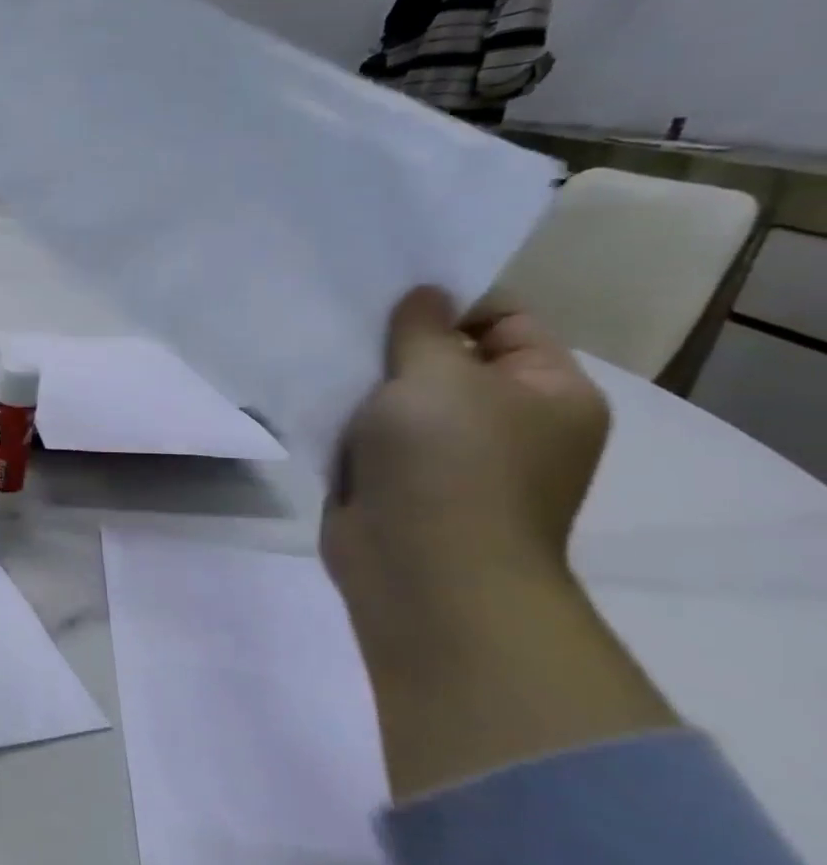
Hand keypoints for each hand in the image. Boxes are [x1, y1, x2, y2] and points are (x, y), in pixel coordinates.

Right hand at [324, 286, 607, 629]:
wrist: (421, 570)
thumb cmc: (447, 460)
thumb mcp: (436, 374)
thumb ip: (423, 326)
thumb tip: (426, 295)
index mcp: (548, 392)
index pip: (505, 321)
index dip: (450, 302)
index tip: (389, 295)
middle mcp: (509, 423)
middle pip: (449, 359)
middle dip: (397, 343)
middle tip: (346, 323)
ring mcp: (453, 458)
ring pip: (404, 400)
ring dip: (367, 385)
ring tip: (324, 358)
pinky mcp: (403, 484)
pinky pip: (375, 437)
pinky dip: (349, 422)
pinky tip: (316, 401)